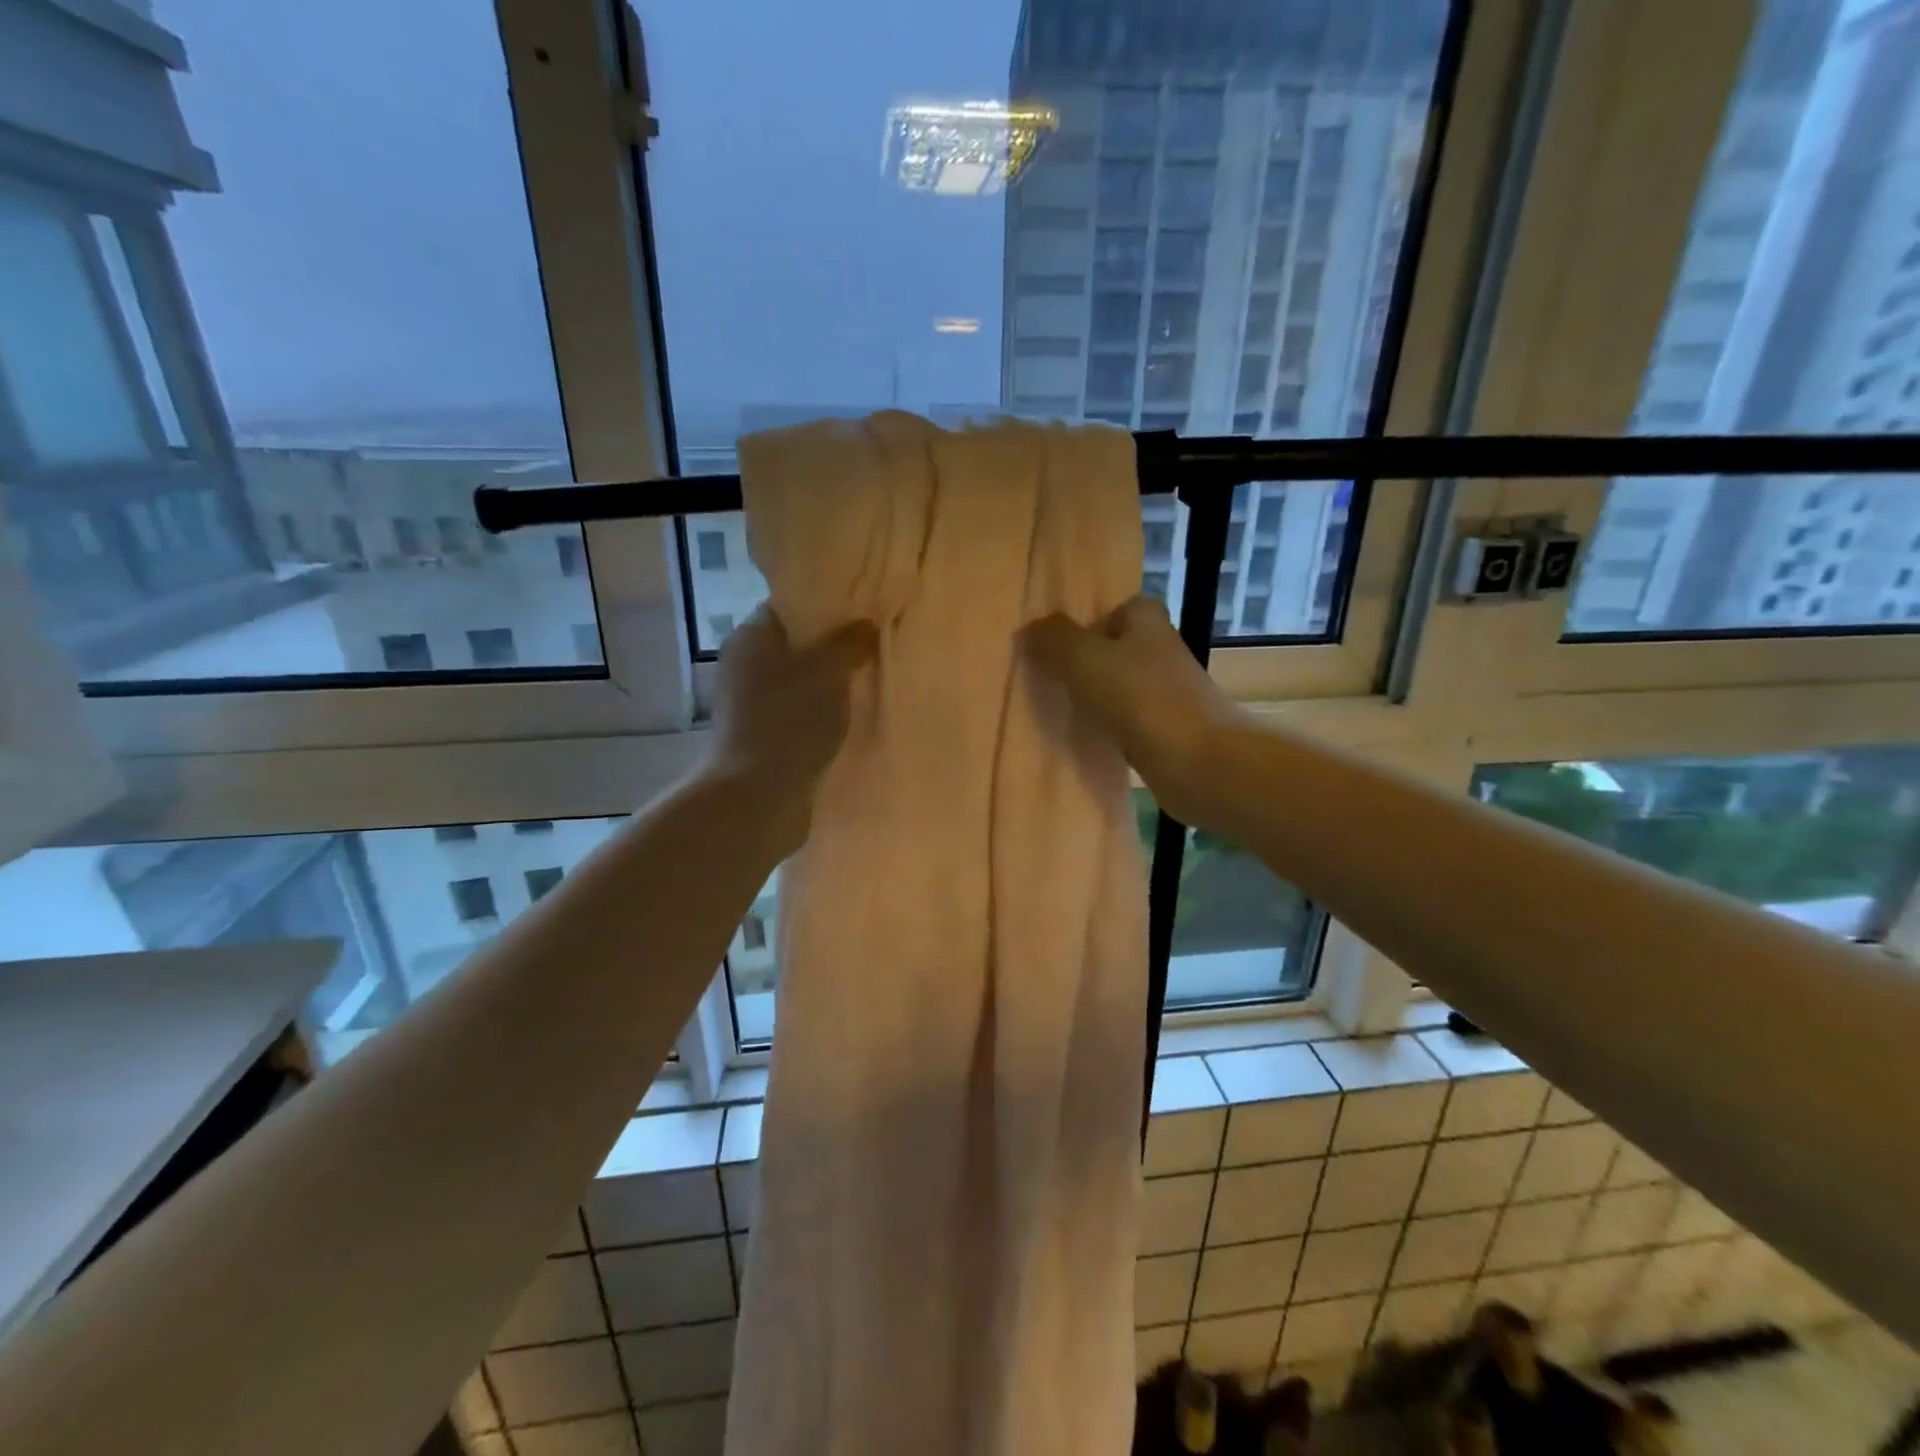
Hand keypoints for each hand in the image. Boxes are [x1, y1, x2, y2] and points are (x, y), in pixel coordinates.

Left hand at [707, 606, 876, 848]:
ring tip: (872, 679)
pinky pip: (801, 712)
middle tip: (876, 645)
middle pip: (798, 644)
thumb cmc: (790, 720)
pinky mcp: (764, 736)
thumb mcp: (828, 671)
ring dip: (831, 683)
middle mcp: (746, 664)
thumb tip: (867, 625)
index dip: (827, 605)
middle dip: (835, 646)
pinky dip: (823, 712)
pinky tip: (854, 716)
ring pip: (801, 681)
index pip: (790, 606)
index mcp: (752, 636)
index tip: (864, 610)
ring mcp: (752, 703)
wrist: (758, 795)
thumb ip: (850, 643)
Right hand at [1021, 596, 1242, 826]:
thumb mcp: (1084, 658)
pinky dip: (1112, 728)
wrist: (1196, 762)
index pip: (1122, 607)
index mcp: (1148, 623)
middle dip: (1090, 662)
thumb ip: (1054, 638)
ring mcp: (1170, 694)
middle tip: (1052, 678)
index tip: (1063, 642)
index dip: (1093, 620)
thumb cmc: (1139, 698)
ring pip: (1125, 687)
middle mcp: (1164, 651)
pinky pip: (1131, 722)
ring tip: (1062, 710)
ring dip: (1099, 697)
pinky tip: (1088, 740)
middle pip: (1121, 648)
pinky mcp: (1171, 731)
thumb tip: (1030, 628)